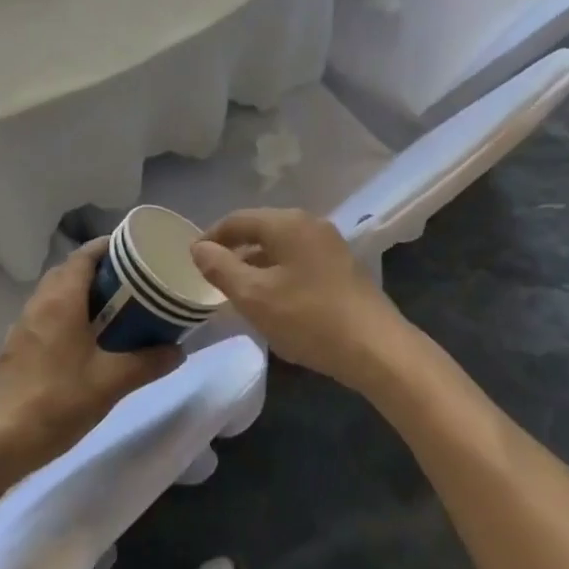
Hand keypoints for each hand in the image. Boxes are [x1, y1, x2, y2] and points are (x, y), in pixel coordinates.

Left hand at [0, 239, 181, 471]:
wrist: (2, 441)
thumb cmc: (59, 401)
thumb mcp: (112, 382)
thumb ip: (148, 362)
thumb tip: (179, 350)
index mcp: (61, 299)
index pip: (84, 254)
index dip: (109, 246)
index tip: (136, 250)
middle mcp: (40, 302)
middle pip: (70, 270)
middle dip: (99, 269)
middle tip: (132, 281)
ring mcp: (24, 325)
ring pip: (56, 292)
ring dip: (82, 292)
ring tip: (114, 308)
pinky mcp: (17, 347)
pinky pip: (46, 315)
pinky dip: (67, 313)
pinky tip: (85, 340)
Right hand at [190, 209, 406, 388]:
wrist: (376, 348)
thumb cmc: (308, 318)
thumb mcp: (254, 296)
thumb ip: (221, 268)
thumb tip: (199, 248)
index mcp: (287, 223)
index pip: (238, 219)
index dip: (211, 237)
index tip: (192, 259)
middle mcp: (310, 224)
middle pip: (261, 230)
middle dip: (234, 251)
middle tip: (212, 276)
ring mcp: (330, 245)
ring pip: (281, 247)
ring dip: (256, 265)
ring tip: (237, 292)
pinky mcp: (342, 267)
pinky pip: (298, 261)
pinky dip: (278, 274)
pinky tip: (272, 300)